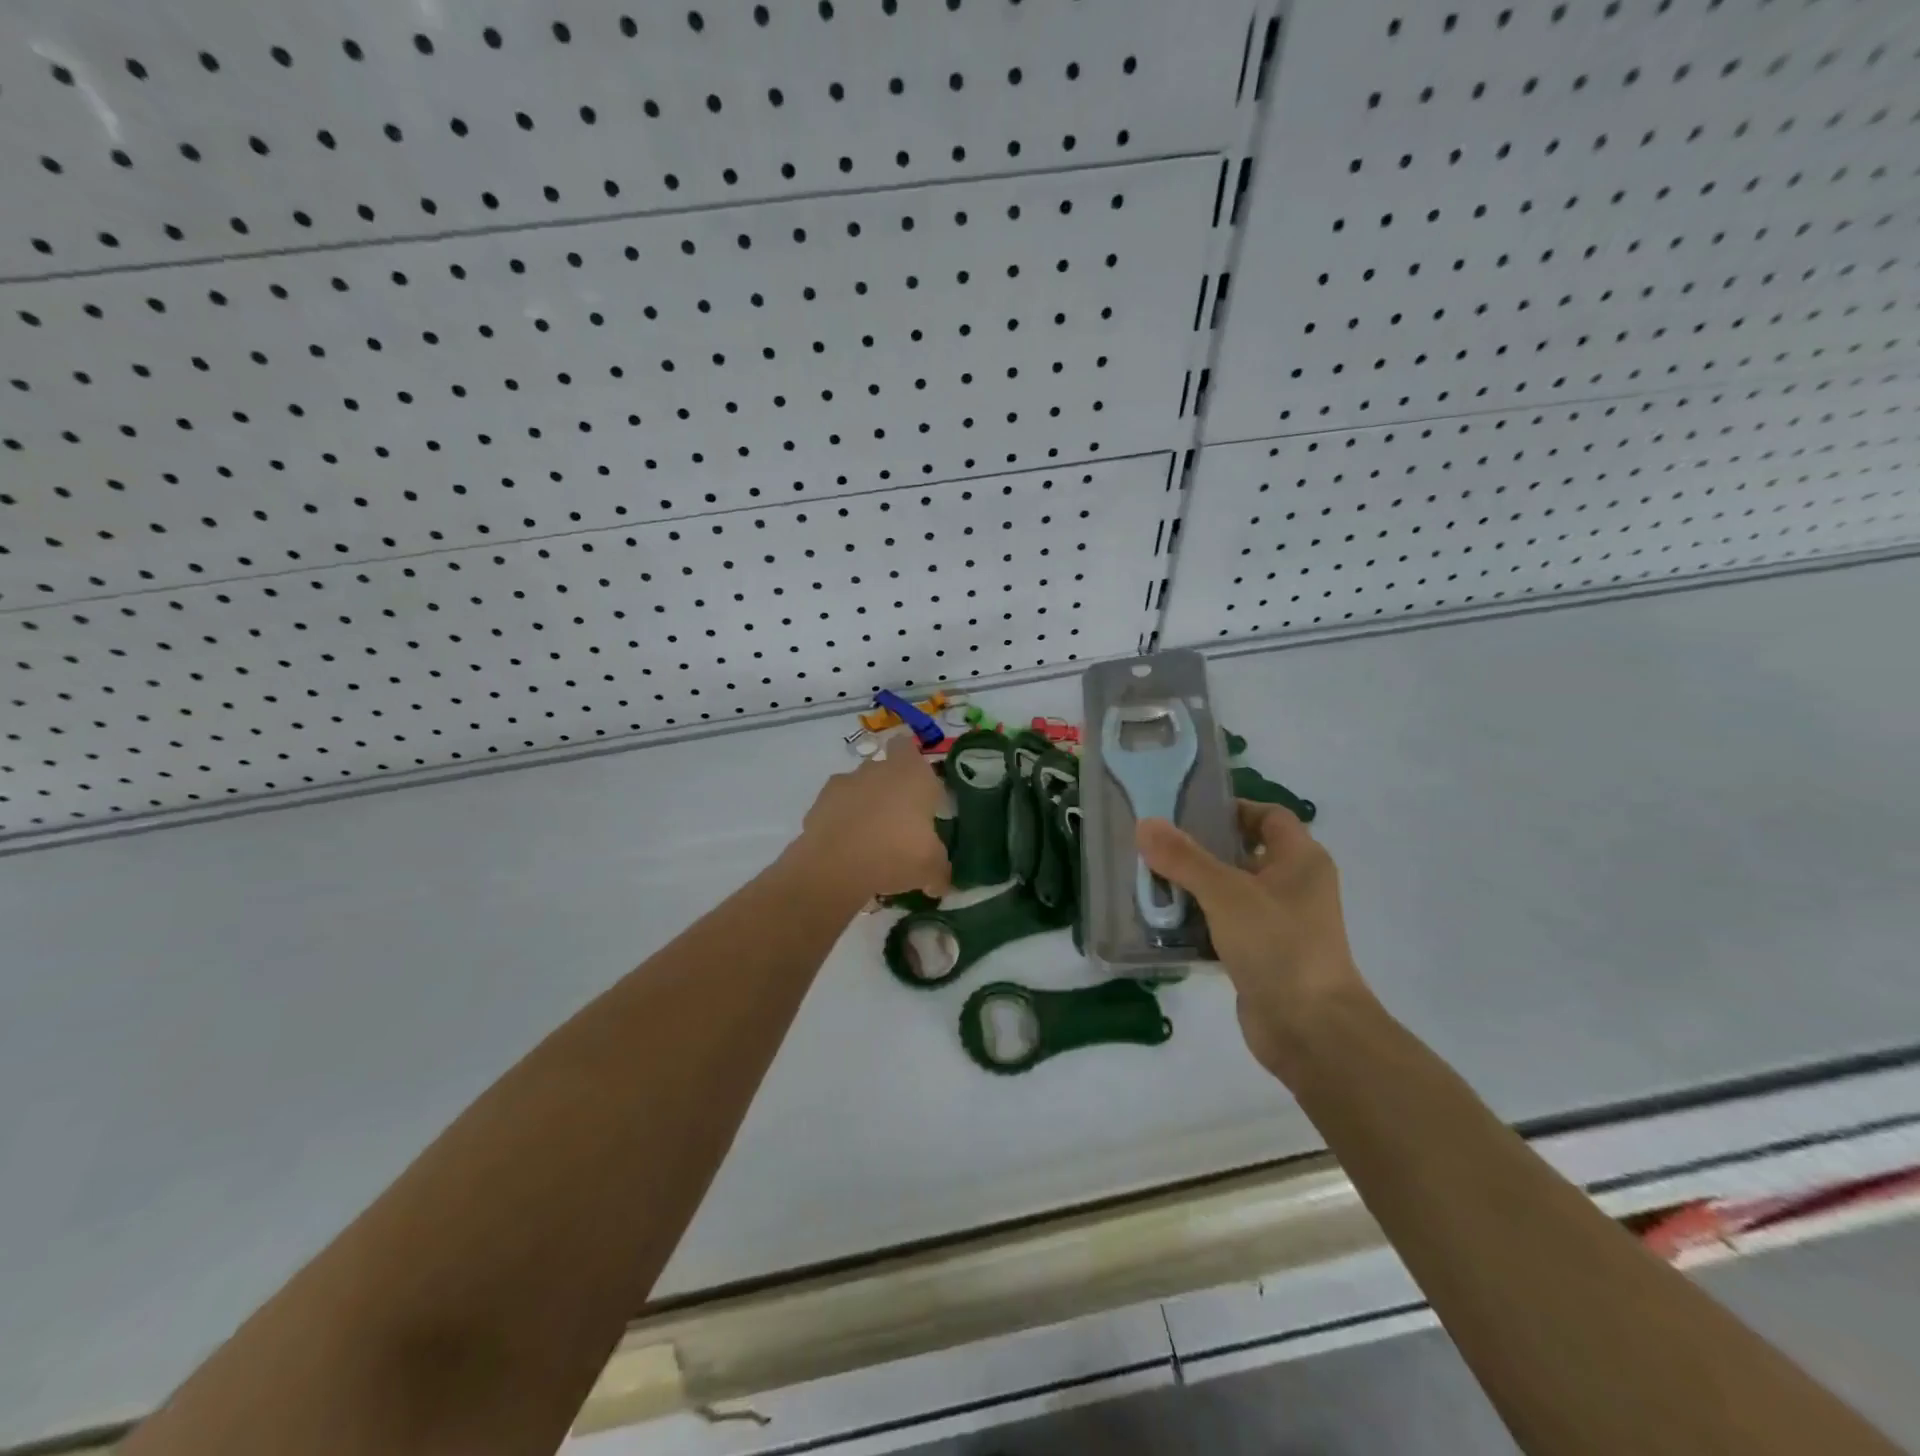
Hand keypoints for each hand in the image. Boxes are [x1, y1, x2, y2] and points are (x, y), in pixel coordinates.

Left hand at [797, 735, 952, 900]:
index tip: (918, 787)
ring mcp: (844, 784)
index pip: (909, 747)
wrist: (835, 866)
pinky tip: (848, 850)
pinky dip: (841, 823)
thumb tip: (940, 882)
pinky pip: (836, 809)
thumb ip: (940, 869)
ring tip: (871, 841)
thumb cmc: (896, 853)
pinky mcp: (818, 804)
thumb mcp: (931, 867)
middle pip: (884, 770)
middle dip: (890, 790)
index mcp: (911, 773)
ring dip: (864, 806)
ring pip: (858, 788)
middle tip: (900, 822)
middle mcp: (877, 769)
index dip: (912, 763)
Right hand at [1136, 802, 1369, 1080]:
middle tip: (1156, 846)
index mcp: (1301, 860)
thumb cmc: (1278, 946)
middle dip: (1201, 849)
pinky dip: (1198, 922)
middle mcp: (1294, 886)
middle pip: (1243, 853)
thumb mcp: (1226, 893)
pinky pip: (1224, 926)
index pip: (1268, 816)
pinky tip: (1162, 922)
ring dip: (1194, 888)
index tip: (1187, 812)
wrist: (1310, 1030)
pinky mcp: (1261, 955)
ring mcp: (1278, 923)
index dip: (1232, 809)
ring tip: (1149, 880)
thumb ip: (1185, 858)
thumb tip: (1146, 824)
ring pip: (1230, 892)